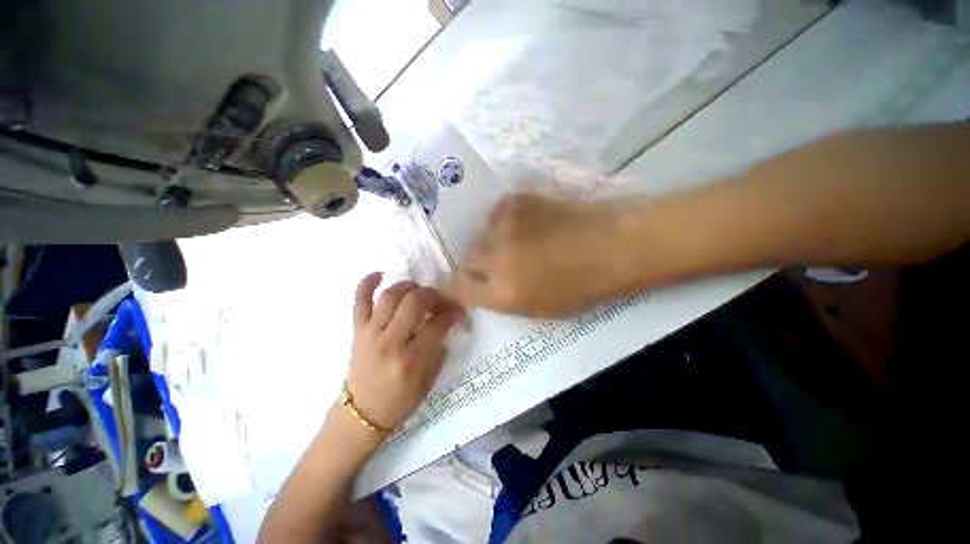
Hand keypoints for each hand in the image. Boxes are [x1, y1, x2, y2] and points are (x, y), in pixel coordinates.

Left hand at [345, 273, 463, 432]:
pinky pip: (359, 301)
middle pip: (414, 303)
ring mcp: (370, 334)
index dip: (452, 312)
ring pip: (390, 297)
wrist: (361, 414)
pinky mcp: (357, 331)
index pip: (437, 324)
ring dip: (409, 286)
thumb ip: (439, 350)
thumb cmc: (399, 401)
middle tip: (439, 299)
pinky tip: (380, 274)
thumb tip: (444, 323)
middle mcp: (390, 342)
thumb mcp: (429, 381)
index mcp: (411, 360)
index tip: (458, 309)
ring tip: (418, 290)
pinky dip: (367, 283)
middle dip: (433, 295)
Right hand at [452, 194, 631, 316]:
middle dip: (474, 267)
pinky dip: (501, 224)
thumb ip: (501, 298)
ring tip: (510, 244)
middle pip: (465, 260)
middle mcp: (495, 258)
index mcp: (503, 292)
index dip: (456, 287)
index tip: (462, 286)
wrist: (612, 245)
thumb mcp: (538, 307)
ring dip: (487, 244)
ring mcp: (503, 226)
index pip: (458, 288)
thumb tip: (479, 287)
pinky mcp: (514, 202)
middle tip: (492, 266)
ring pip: (478, 236)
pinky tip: (520, 226)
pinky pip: (493, 216)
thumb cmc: (581, 286)